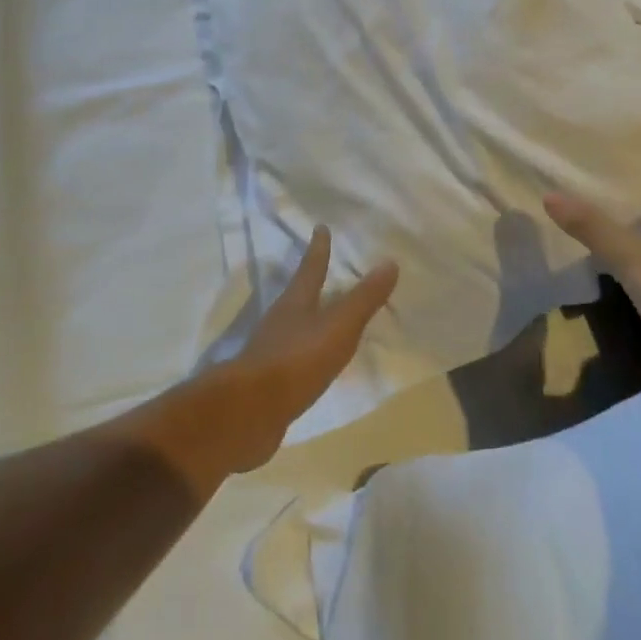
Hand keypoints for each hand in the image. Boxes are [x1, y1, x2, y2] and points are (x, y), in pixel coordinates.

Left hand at [217, 227, 397, 471]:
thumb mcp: (338, 328)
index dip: (318, 248)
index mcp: (296, 302)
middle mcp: (281, 320)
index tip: (320, 227)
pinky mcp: (270, 380)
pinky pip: (294, 357)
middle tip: (322, 268)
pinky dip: (307, 353)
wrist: (250, 412)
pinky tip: (315, 363)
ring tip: (324, 314)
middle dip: (311, 280)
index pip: (311, 268)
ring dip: (309, 317)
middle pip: (299, 294)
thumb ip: (363, 299)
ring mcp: (272, 350)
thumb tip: (390, 262)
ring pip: (295, 325)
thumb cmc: (297, 360)